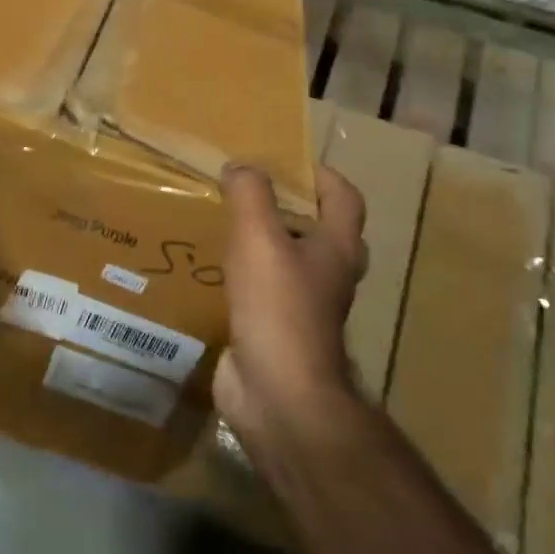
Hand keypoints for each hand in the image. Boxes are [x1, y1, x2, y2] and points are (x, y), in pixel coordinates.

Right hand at [214, 164, 367, 450]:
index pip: (344, 198)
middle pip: (318, 229)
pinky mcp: (276, 329)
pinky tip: (210, 267)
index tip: (284, 161)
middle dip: (288, 207)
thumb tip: (241, 167)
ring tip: (223, 222)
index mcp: (337, 247)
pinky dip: (242, 275)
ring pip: (288, 261)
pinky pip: (262, 291)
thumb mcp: (259, 237)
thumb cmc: (278, 306)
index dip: (321, 175)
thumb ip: (250, 194)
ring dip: (263, 241)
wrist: (278, 392)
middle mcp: (328, 274)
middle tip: (248, 191)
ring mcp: (304, 306)